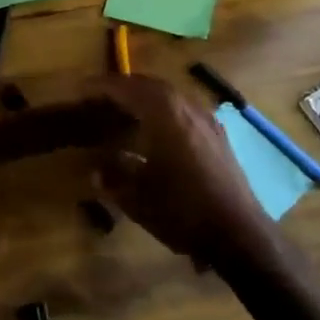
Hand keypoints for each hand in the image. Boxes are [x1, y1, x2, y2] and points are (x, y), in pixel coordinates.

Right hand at [91, 74, 284, 278]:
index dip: (100, 86)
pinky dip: (164, 110)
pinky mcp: (219, 136)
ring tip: (124, 111)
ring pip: (170, 95)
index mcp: (163, 113)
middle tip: (100, 97)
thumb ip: (112, 176)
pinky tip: (156, 130)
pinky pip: (184, 109)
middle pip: (149, 85)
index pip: (125, 88)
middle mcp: (187, 107)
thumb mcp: (135, 196)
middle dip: (123, 87)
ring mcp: (207, 120)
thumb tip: (96, 169)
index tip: (81, 89)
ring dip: (145, 97)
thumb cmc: (182, 210)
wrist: (239, 234)